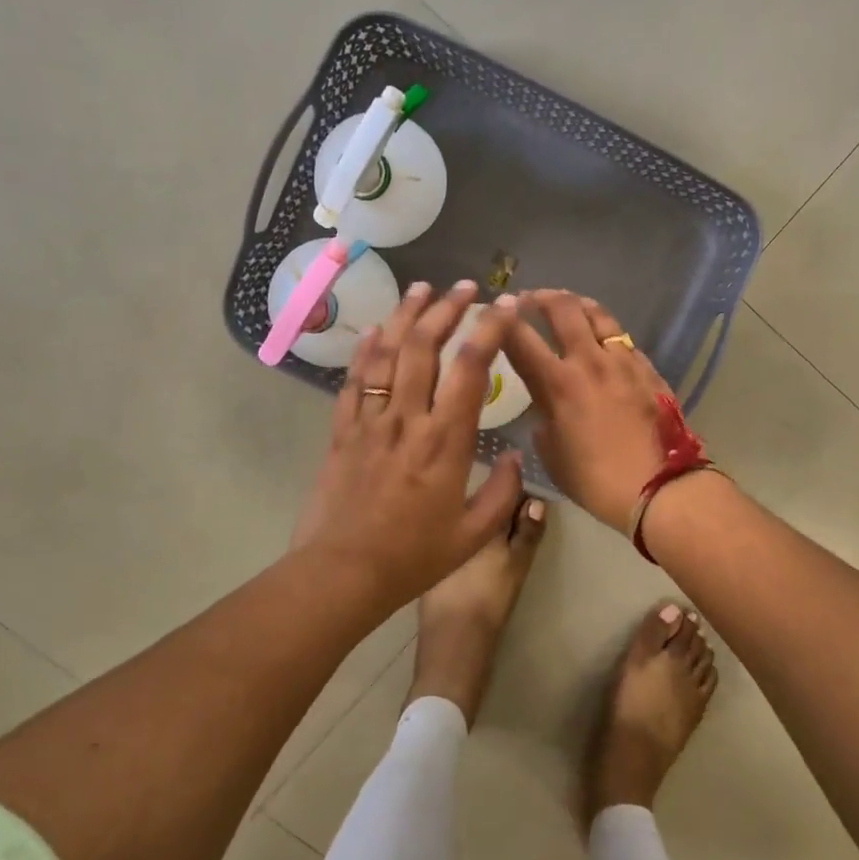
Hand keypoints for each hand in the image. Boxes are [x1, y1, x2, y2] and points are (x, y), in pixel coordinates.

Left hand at [292, 281, 524, 615]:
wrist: (343, 573)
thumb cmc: (414, 556)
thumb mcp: (474, 533)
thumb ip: (503, 492)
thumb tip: (516, 456)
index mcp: (446, 441)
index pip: (471, 368)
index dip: (490, 328)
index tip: (505, 303)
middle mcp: (408, 419)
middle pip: (424, 346)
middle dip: (446, 309)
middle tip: (464, 286)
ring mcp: (370, 421)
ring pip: (386, 353)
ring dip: (404, 316)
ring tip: (420, 288)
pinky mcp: (342, 431)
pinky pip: (354, 381)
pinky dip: (365, 350)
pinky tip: (373, 331)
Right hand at [501, 290, 672, 529]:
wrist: (659, 487)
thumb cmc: (596, 480)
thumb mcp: (553, 457)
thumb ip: (544, 425)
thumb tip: (546, 413)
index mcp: (558, 384)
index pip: (521, 340)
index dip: (502, 321)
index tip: (493, 312)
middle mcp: (589, 361)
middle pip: (563, 309)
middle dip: (541, 297)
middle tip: (529, 299)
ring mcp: (623, 361)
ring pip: (599, 314)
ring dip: (577, 304)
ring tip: (568, 304)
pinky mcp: (648, 369)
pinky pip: (623, 339)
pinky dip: (606, 332)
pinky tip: (604, 341)